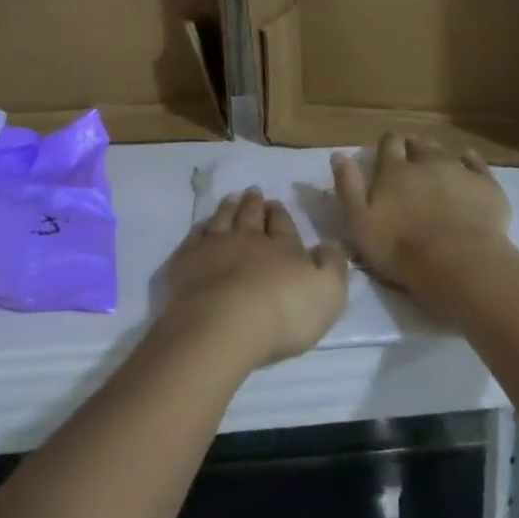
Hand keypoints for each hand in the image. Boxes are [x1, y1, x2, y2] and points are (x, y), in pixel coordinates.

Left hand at [159, 189, 349, 369]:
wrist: (223, 325)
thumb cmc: (283, 312)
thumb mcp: (328, 291)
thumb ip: (332, 265)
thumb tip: (330, 245)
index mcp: (282, 247)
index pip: (282, 224)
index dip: (280, 213)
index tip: (275, 203)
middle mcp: (247, 240)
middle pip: (250, 216)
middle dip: (254, 204)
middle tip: (253, 192)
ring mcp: (213, 248)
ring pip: (222, 220)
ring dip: (228, 208)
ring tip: (230, 198)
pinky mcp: (186, 263)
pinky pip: (194, 237)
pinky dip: (199, 229)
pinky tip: (201, 227)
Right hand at [332, 134, 512, 322]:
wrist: (459, 263)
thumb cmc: (400, 248)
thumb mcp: (359, 223)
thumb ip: (347, 187)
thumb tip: (338, 155)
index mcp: (393, 171)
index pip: (388, 144)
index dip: (387, 145)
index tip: (386, 153)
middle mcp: (425, 162)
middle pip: (418, 144)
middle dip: (412, 147)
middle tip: (410, 161)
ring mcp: (458, 171)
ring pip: (445, 151)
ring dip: (437, 153)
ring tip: (435, 164)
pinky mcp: (486, 185)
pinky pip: (477, 164)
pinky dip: (470, 161)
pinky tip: (469, 163)